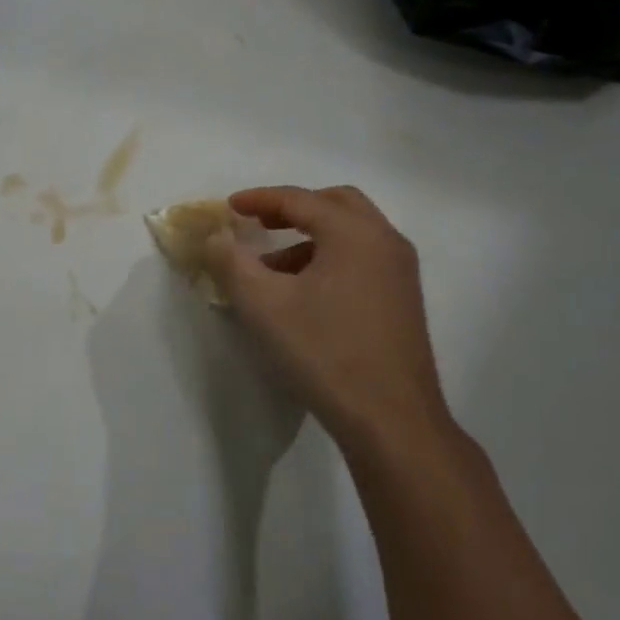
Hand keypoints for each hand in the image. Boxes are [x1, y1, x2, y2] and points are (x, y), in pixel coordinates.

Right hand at [201, 185, 450, 465]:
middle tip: (258, 224)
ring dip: (311, 237)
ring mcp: (401, 271)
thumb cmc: (324, 353)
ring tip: (273, 270)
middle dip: (293, 209)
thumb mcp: (263, 306)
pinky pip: (363, 258)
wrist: (391, 420)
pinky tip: (305, 295)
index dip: (260, 199)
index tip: (229, 207)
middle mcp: (385, 241)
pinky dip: (331, 258)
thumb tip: (215, 236)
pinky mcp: (404, 300)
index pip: (300, 200)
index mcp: (354, 233)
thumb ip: (231, 262)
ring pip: (352, 233)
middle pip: (335, 204)